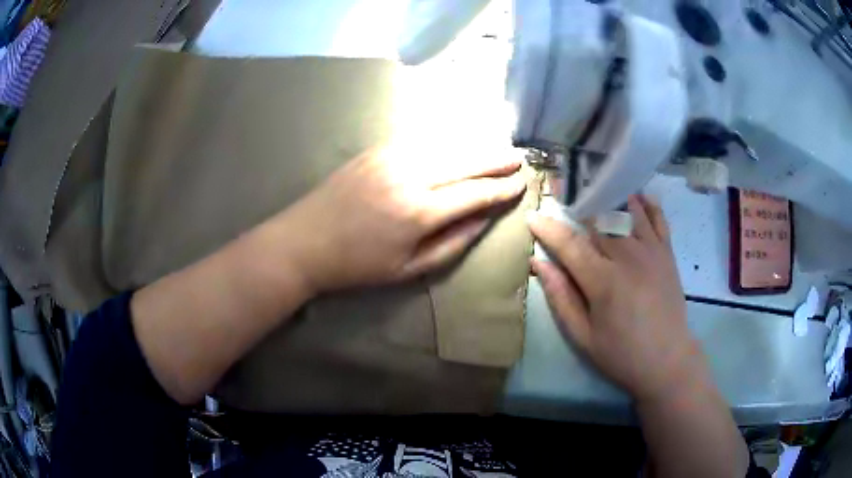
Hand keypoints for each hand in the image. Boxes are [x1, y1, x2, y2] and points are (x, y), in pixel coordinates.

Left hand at [279, 145, 525, 293]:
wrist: (304, 241)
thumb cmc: (357, 265)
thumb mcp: (408, 269)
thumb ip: (452, 244)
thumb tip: (483, 219)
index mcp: (419, 212)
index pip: (475, 193)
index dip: (501, 188)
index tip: (521, 183)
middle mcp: (410, 175)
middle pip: (465, 162)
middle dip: (496, 160)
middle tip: (519, 158)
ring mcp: (391, 157)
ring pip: (445, 146)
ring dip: (474, 148)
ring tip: (495, 150)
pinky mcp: (376, 149)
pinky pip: (421, 142)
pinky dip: (445, 144)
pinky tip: (457, 146)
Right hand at [528, 195, 705, 402]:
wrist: (668, 360)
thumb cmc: (622, 354)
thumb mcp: (583, 336)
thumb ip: (561, 298)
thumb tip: (539, 264)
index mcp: (603, 281)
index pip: (570, 244)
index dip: (549, 228)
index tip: (533, 217)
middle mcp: (628, 257)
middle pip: (598, 219)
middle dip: (576, 202)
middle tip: (560, 189)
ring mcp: (651, 251)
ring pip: (626, 211)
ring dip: (608, 196)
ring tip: (594, 186)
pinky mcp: (667, 253)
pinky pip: (657, 218)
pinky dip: (646, 204)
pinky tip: (636, 196)